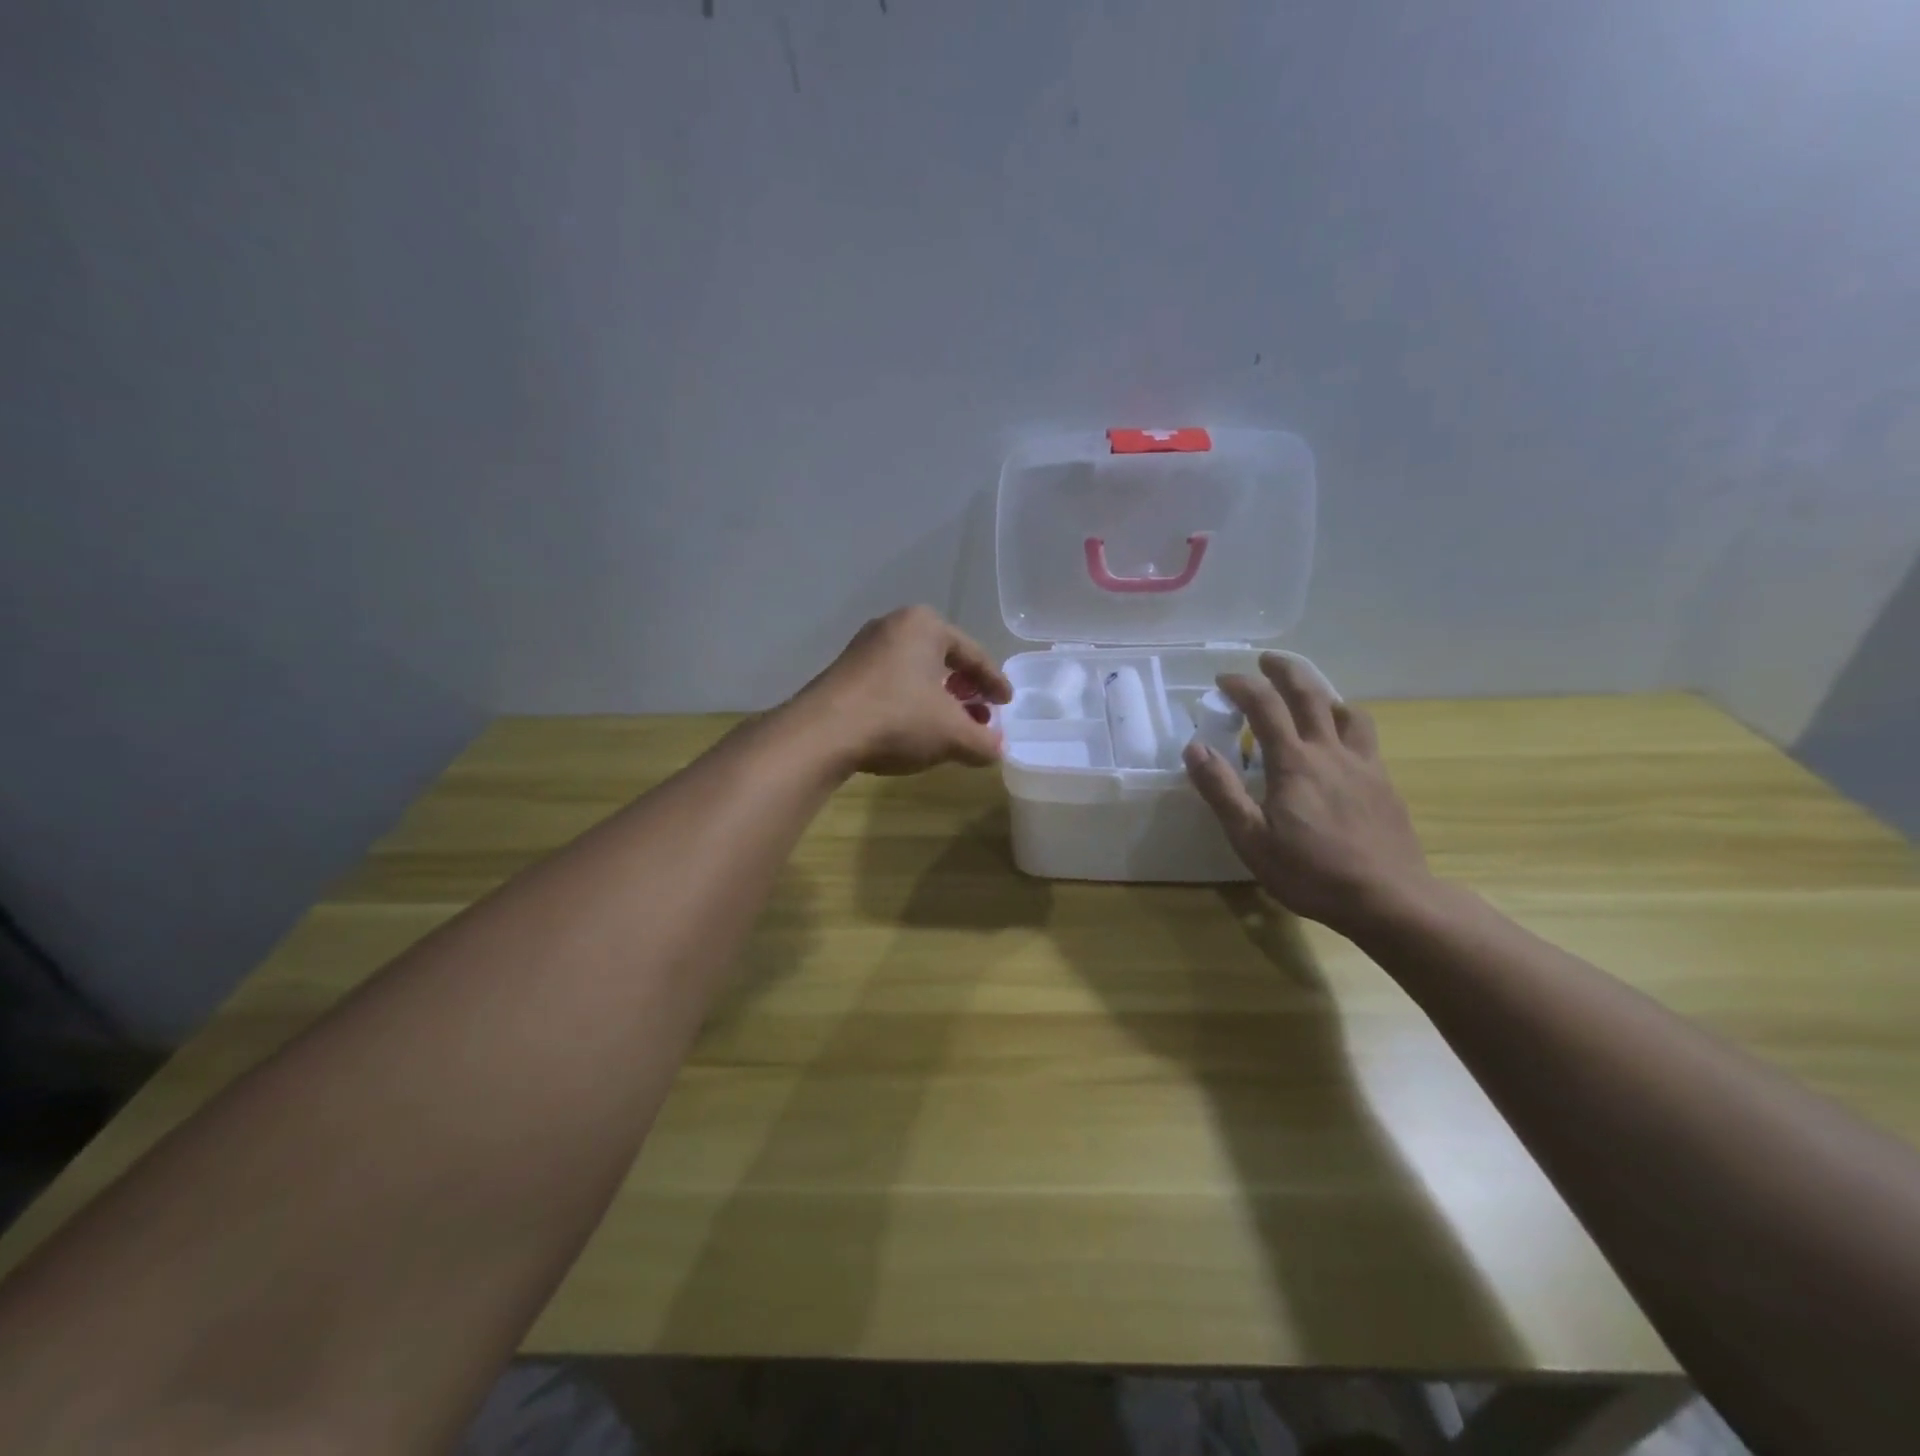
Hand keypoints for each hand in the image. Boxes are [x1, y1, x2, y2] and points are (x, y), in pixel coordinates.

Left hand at [791, 605, 1012, 775]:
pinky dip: (909, 703)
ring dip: (936, 699)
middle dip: (964, 690)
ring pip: (914, 673)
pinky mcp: (843, 672)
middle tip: (979, 715)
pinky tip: (913, 728)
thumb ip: (983, 742)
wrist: (822, 733)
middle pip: (942, 660)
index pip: (973, 654)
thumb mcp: (953, 734)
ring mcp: (864, 647)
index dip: (994, 682)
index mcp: (925, 626)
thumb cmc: (898, 719)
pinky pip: (890, 683)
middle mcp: (893, 626)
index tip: (1007, 702)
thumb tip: (996, 749)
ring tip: (949, 726)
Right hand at [1183, 654, 1432, 934]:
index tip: (1222, 680)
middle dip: (1285, 671)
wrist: (1389, 899)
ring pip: (1347, 711)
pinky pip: (1365, 737)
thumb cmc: (1311, 872)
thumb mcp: (1251, 839)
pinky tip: (1341, 743)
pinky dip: (1347, 722)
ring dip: (1323, 694)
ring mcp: (1363, 765)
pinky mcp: (1384, 783)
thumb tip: (1195, 748)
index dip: (1242, 686)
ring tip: (1309, 697)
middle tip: (1267, 661)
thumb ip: (1222, 791)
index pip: (1265, 706)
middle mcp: (1330, 752)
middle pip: (1310, 694)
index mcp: (1294, 762)